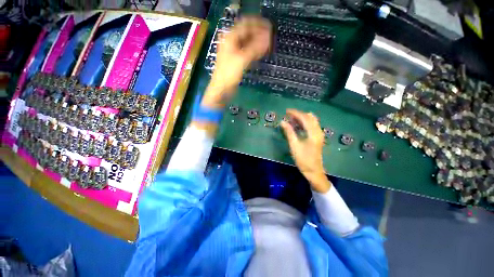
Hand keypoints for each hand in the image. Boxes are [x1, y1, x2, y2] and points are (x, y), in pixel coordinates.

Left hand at [202, 16, 271, 108]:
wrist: (221, 88)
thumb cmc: (229, 74)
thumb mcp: (242, 60)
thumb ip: (255, 48)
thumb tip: (268, 38)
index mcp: (230, 38)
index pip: (246, 25)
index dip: (258, 25)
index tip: (269, 27)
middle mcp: (231, 42)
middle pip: (247, 33)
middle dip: (259, 33)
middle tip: (270, 37)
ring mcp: (234, 51)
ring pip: (248, 42)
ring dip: (257, 42)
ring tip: (268, 44)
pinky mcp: (237, 59)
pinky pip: (247, 51)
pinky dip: (254, 51)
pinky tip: (261, 52)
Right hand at [280, 109, 331, 192]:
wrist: (313, 171)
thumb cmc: (303, 159)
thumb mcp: (294, 145)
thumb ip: (289, 132)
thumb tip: (282, 122)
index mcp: (313, 133)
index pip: (304, 118)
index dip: (295, 113)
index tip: (286, 111)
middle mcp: (318, 131)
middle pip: (309, 117)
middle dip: (298, 114)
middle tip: (288, 115)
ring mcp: (319, 134)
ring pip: (311, 121)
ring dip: (302, 118)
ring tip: (291, 120)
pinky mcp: (318, 137)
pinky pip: (312, 125)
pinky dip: (304, 123)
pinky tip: (298, 126)